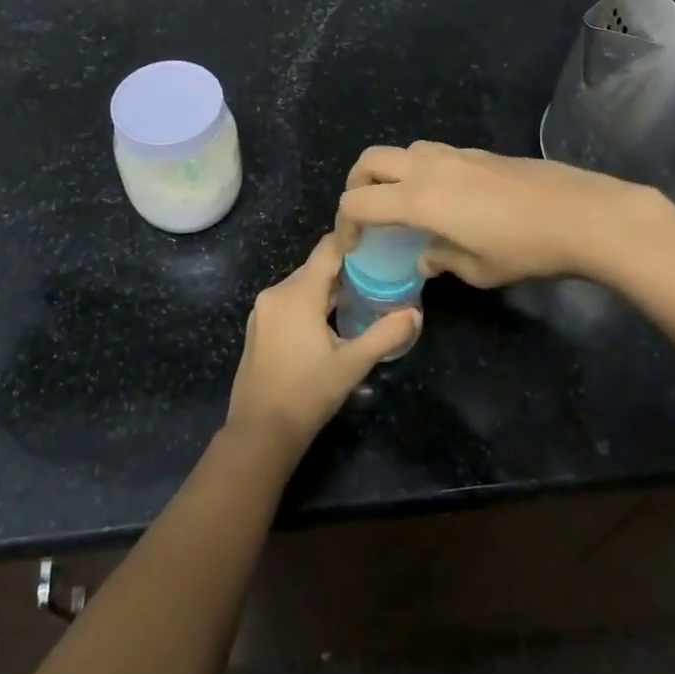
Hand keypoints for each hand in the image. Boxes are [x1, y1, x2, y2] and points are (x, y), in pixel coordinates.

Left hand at [224, 233, 417, 462]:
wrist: (260, 432)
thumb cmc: (307, 394)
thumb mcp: (352, 364)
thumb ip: (386, 334)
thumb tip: (415, 313)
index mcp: (297, 293)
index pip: (327, 249)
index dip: (353, 241)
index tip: (380, 242)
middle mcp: (275, 292)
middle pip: (316, 267)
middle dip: (346, 269)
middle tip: (380, 275)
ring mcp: (263, 310)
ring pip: (303, 285)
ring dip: (329, 289)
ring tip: (362, 297)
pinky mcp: (259, 326)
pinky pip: (290, 301)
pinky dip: (312, 303)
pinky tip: (332, 320)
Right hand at [337, 141, 656, 287]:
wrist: (582, 214)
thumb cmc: (526, 250)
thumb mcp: (478, 270)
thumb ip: (441, 260)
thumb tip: (425, 255)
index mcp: (420, 200)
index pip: (358, 202)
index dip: (345, 225)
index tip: (353, 246)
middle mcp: (429, 168)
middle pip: (370, 160)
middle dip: (356, 185)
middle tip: (365, 214)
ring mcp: (455, 155)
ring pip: (402, 151)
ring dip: (390, 173)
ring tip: (403, 204)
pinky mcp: (478, 153)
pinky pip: (432, 154)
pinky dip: (420, 170)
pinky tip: (444, 198)